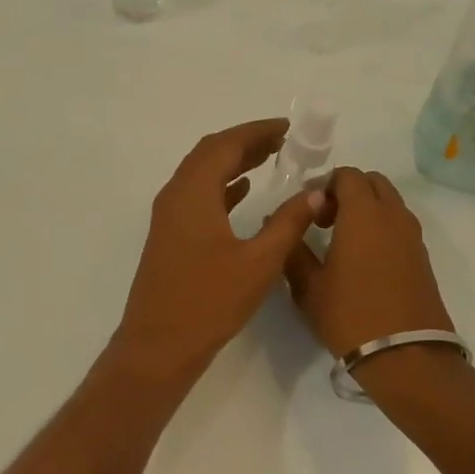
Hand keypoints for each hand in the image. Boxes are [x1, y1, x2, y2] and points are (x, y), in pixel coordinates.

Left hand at [116, 119, 325, 375]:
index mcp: (193, 193)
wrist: (158, 345)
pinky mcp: (170, 235)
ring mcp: (168, 216)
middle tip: (282, 141)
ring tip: (270, 158)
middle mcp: (175, 195)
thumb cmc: (209, 301)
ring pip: (202, 174)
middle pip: (210, 153)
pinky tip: (243, 191)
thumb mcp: (259, 262)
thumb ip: (288, 223)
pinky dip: (222, 186)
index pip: (225, 145)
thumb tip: (315, 194)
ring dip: (233, 162)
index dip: (256, 131)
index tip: (287, 128)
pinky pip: (197, 196)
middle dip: (245, 142)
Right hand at [283, 167, 453, 357]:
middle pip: (372, 182)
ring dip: (366, 208)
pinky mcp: (422, 256)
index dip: (324, 185)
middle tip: (325, 220)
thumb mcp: (308, 286)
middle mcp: (392, 215)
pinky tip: (364, 259)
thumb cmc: (350, 315)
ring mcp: (412, 235)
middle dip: (347, 191)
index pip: (347, 174)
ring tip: (343, 241)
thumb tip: (277, 222)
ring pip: (389, 202)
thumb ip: (291, 248)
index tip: (308, 211)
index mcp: (363, 213)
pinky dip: (381, 227)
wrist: (407, 356)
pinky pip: (399, 224)